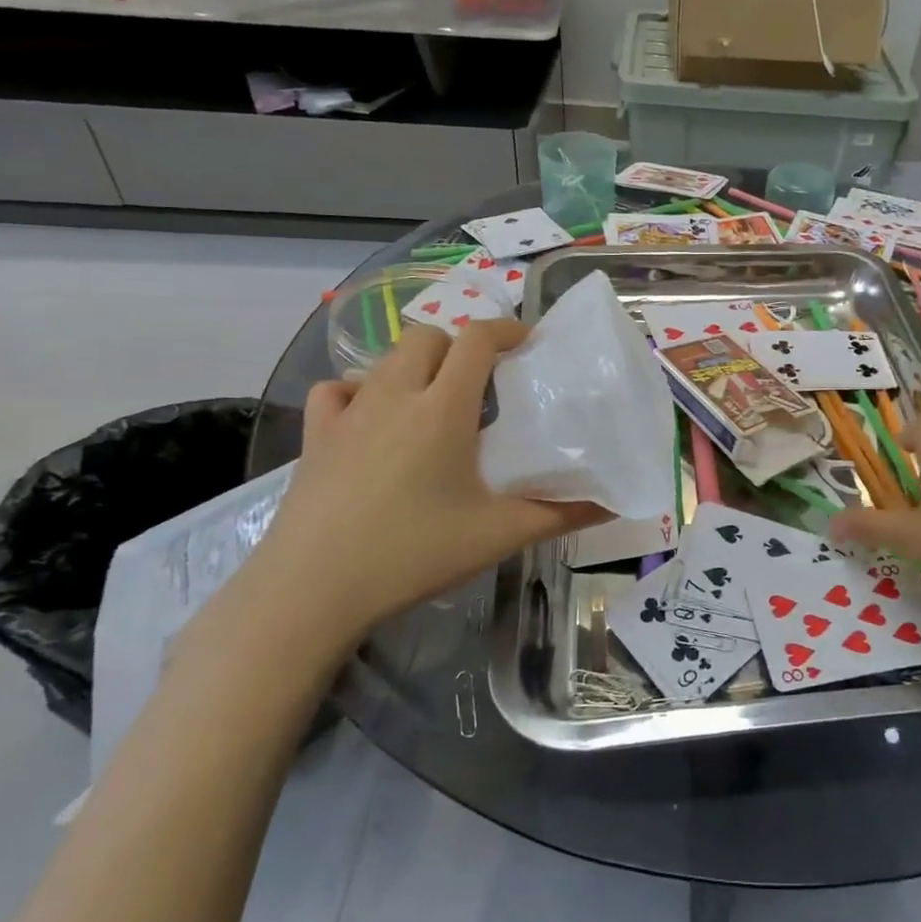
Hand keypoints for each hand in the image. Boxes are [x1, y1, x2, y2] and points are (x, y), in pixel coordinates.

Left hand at [247, 320, 608, 645]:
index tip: (528, 344)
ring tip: (434, 402)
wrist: (310, 591)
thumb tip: (610, 504)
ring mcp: (349, 412)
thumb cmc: (412, 554)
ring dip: (417, 365)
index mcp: (442, 407)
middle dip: (460, 346)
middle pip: (429, 336)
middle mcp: (394, 394)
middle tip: (483, 382)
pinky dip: (360, 391)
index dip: (507, 329)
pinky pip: (337, 390)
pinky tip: (372, 419)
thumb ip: (559, 514)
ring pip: (386, 359)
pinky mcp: (315, 436)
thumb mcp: (497, 535)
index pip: (477, 339)